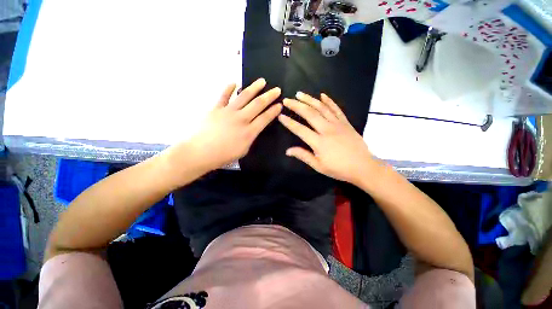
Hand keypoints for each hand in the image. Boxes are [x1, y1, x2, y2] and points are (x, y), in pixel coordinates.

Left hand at [180, 78, 281, 171]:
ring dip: (254, 88)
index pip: (265, 118)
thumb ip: (250, 138)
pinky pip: (223, 96)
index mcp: (249, 132)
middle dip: (269, 96)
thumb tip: (253, 129)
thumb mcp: (243, 150)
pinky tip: (234, 82)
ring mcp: (228, 112)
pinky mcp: (216, 108)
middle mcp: (241, 119)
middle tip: (277, 89)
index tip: (280, 105)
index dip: (274, 111)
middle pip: (258, 104)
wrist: (200, 152)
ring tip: (262, 81)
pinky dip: (228, 88)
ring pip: (244, 96)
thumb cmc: (223, 155)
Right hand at [278, 92, 375, 184]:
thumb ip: (303, 156)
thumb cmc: (339, 169)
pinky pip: (336, 109)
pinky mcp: (345, 123)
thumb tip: (288, 151)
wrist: (363, 166)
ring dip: (309, 99)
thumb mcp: (319, 166)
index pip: (300, 129)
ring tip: (300, 94)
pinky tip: (322, 95)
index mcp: (318, 142)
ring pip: (321, 108)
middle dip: (296, 105)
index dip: (289, 122)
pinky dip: (329, 101)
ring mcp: (337, 124)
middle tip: (287, 100)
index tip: (280, 116)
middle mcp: (327, 129)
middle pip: (309, 114)